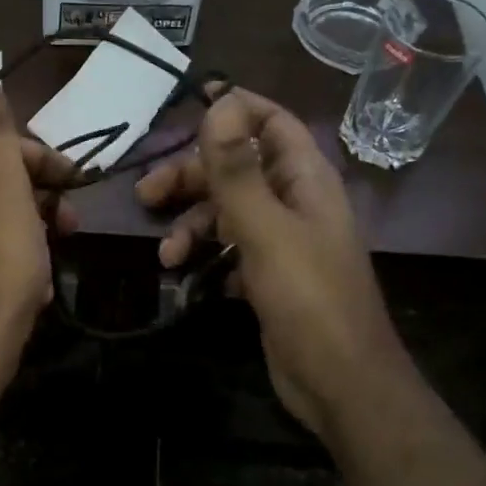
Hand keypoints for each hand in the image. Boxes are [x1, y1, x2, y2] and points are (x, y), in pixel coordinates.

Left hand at [0, 66, 77, 374]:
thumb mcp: (3, 185)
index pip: (1, 146)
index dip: (43, 161)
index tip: (77, 183)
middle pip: (2, 182)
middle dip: (43, 198)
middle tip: (70, 223)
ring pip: (3, 219)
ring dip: (37, 231)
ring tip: (55, 255)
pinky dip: (21, 260)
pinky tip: (36, 284)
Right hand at [135, 89, 400, 428]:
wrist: (340, 383)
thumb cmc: (308, 298)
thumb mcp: (265, 229)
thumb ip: (238, 169)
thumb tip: (221, 102)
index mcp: (305, 179)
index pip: (271, 122)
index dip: (235, 108)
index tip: (189, 103)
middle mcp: (294, 201)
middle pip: (236, 169)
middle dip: (190, 178)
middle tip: (145, 194)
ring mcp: (281, 240)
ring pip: (225, 212)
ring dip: (191, 226)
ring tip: (167, 256)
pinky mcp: (268, 274)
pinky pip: (228, 249)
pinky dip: (204, 256)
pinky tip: (184, 276)